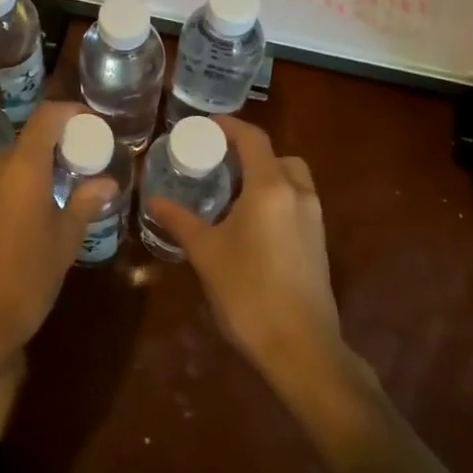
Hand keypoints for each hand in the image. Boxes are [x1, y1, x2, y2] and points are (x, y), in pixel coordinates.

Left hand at [0, 101, 115, 381]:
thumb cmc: (25, 282)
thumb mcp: (64, 243)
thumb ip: (84, 204)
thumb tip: (106, 183)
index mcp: (22, 169)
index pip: (46, 117)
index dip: (70, 112)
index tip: (89, 124)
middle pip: (25, 144)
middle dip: (52, 152)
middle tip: (75, 173)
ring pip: (4, 168)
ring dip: (27, 175)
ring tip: (47, 203)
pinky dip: (5, 194)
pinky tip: (15, 227)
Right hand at [146, 116, 342, 387]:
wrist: (300, 347)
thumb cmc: (247, 292)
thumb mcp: (206, 253)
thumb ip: (179, 220)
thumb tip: (154, 200)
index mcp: (271, 188)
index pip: (253, 139)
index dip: (229, 126)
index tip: (205, 125)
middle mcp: (299, 195)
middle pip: (278, 156)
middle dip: (250, 153)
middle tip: (219, 163)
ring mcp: (314, 220)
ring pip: (292, 180)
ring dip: (266, 176)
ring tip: (232, 193)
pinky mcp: (318, 244)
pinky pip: (297, 204)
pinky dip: (276, 199)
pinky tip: (250, 225)